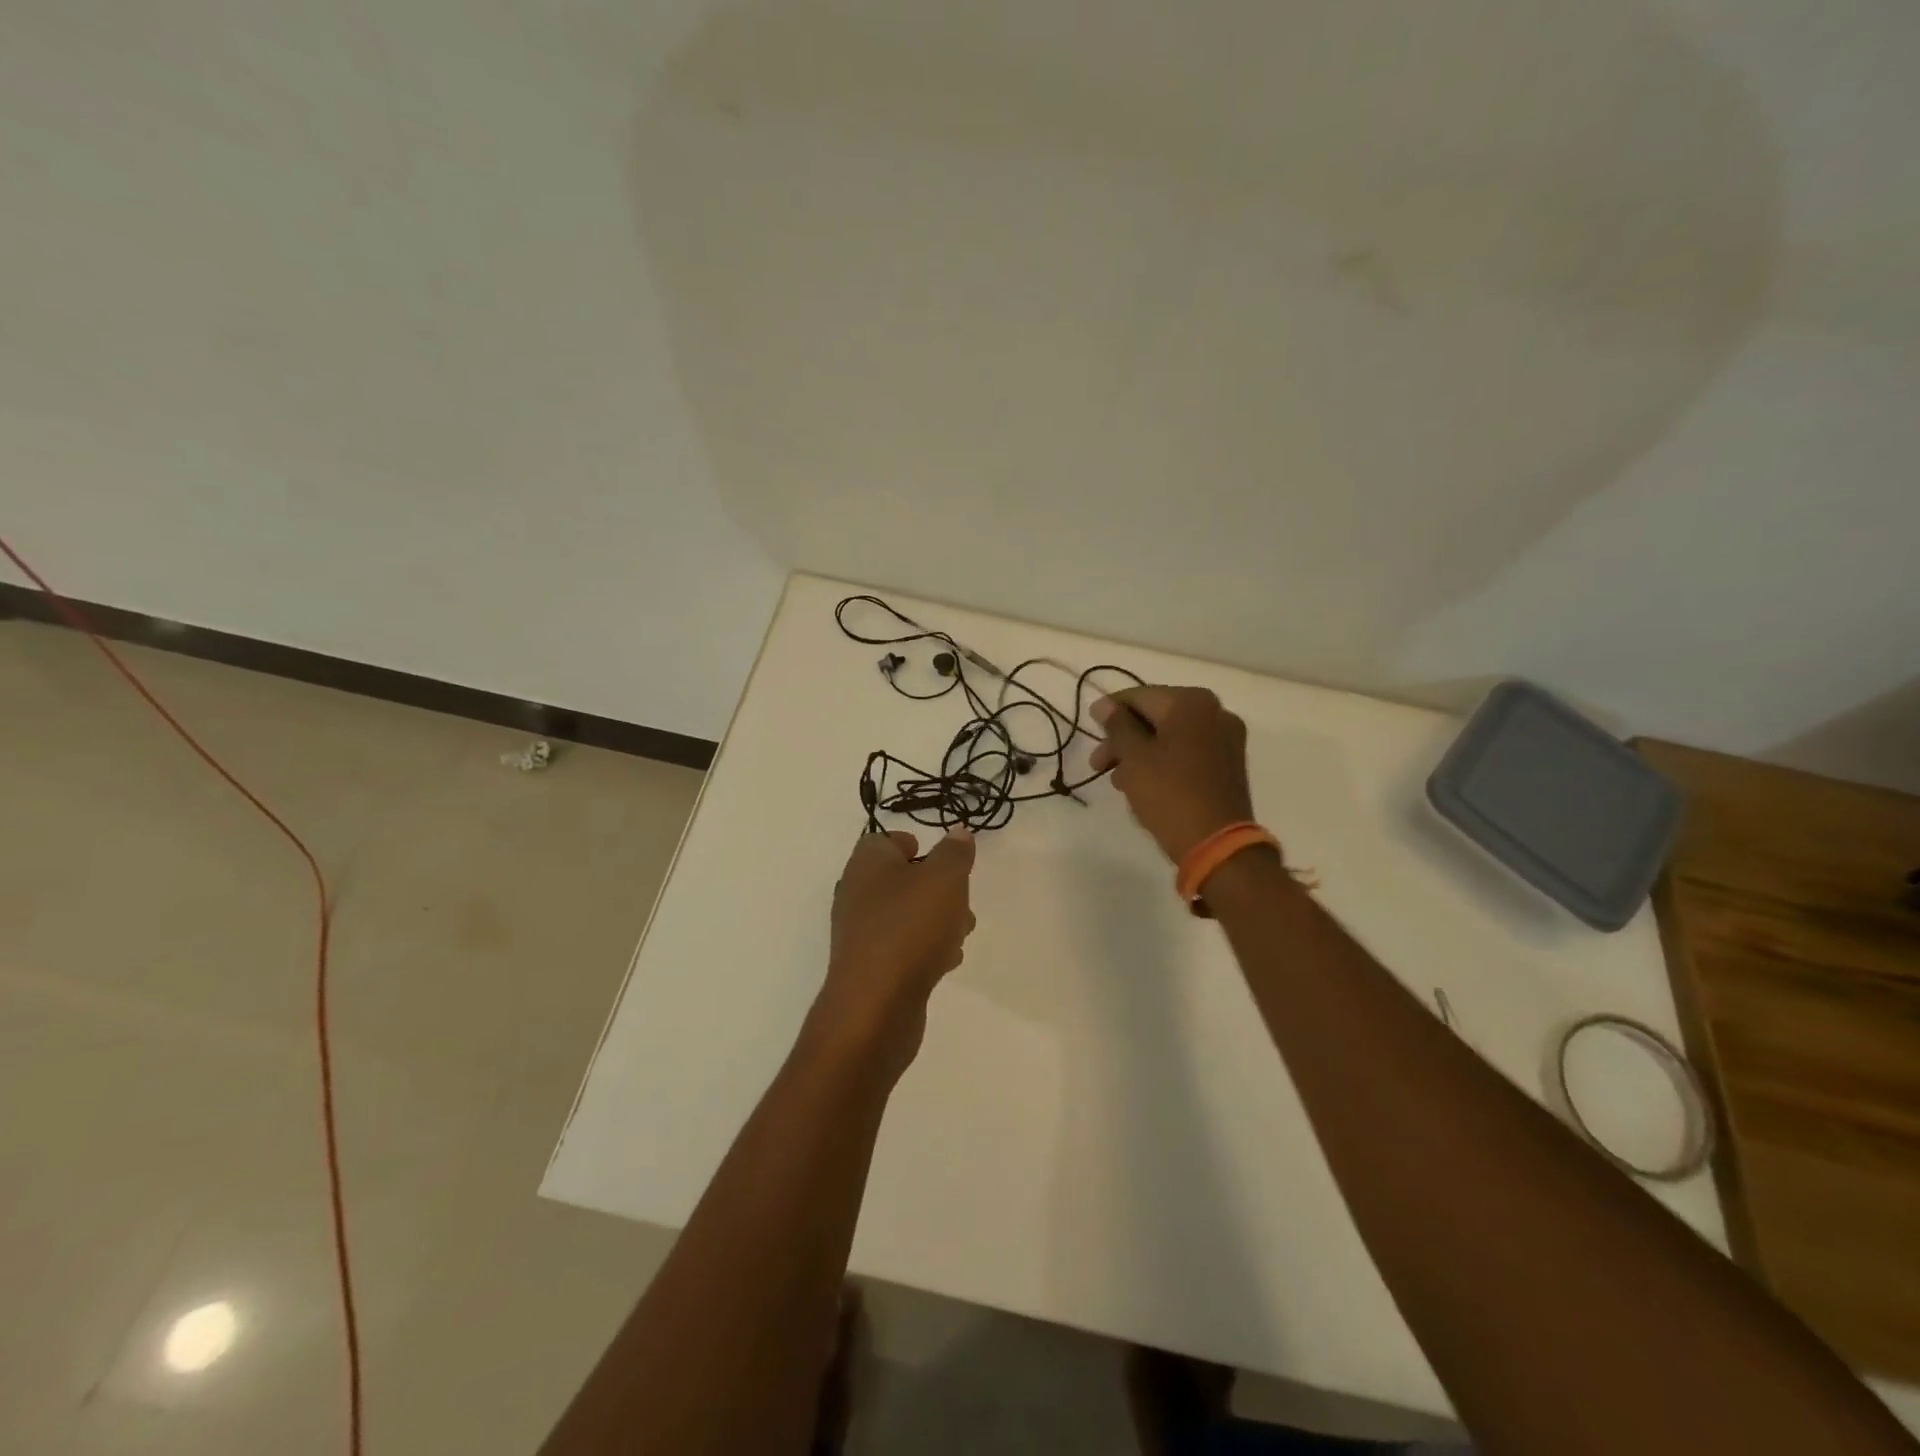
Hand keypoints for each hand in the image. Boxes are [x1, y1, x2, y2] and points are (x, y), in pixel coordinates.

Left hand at [812, 827, 976, 1073]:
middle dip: (936, 887)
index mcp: (867, 864)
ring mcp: (862, 934)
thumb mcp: (944, 879)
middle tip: (960, 898)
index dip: (912, 844)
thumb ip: (954, 853)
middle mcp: (857, 895)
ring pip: (906, 915)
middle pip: (900, 879)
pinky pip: (903, 948)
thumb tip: (957, 833)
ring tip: (961, 932)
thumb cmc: (909, 928)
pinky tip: (946, 962)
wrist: (875, 1007)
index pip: (883, 841)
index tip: (940, 857)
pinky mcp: (871, 968)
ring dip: (937, 920)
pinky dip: (925, 950)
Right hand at [1090, 687, 1257, 864]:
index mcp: (1192, 702)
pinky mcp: (1228, 765)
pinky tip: (1143, 786)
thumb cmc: (1169, 793)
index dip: (1110, 712)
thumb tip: (1104, 704)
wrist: (1217, 844)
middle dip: (1124, 739)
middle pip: (1156, 717)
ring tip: (1119, 782)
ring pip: (1170, 737)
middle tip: (1098, 764)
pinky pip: (1187, 753)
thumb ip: (1117, 725)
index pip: (1139, 697)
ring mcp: (1226, 739)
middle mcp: (1215, 712)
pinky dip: (1163, 763)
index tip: (1089, 729)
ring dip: (1141, 754)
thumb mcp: (1133, 757)